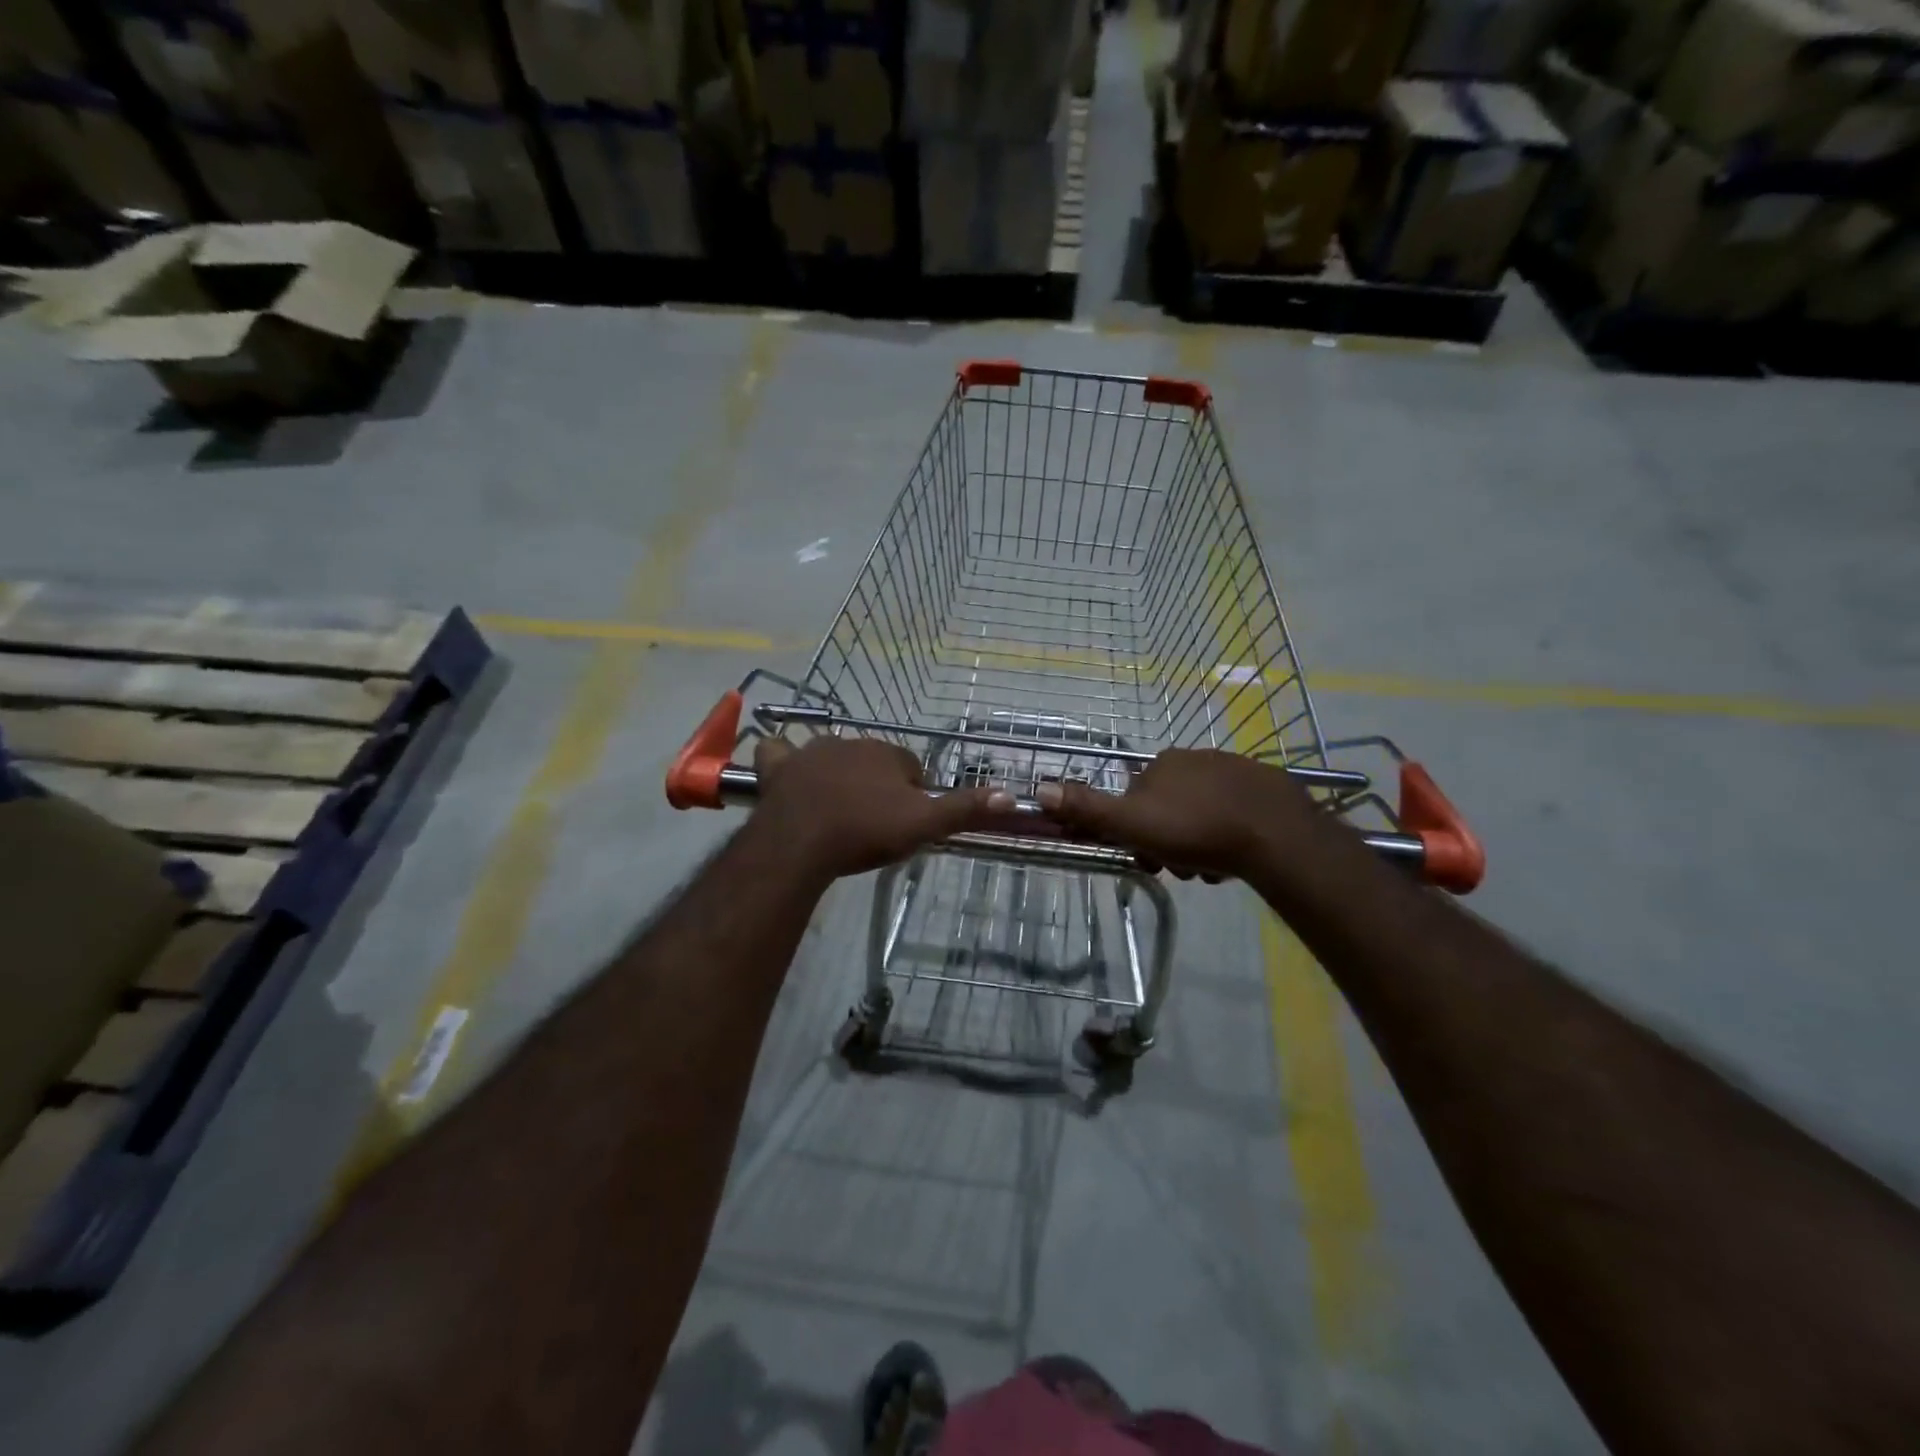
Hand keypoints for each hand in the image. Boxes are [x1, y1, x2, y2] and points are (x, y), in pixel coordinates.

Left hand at [750, 735, 1013, 879]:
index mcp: (889, 753)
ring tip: (836, 810)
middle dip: (876, 784)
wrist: (802, 842)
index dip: (912, 795)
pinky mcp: (779, 767)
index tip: (905, 822)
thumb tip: (1011, 795)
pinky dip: (782, 758)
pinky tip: (785, 770)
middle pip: (873, 761)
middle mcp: (852, 742)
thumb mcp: (923, 825)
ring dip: (837, 774)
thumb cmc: (866, 831)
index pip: (911, 768)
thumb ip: (964, 809)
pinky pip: (778, 752)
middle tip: (873, 822)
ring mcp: (811, 751)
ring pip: (831, 755)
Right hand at [1035, 749, 1325, 879]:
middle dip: (1169, 843)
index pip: (1134, 801)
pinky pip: (1232, 814)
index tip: (1147, 859)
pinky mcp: (1263, 787)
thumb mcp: (1132, 823)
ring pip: (1199, 815)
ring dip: (1198, 846)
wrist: (1275, 834)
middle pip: (1167, 809)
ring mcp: (1232, 770)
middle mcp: (1194, 758)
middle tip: (1183, 869)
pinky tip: (1235, 858)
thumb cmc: (1196, 829)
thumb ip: (1088, 808)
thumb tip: (1039, 789)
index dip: (1135, 834)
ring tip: (1211, 868)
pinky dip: (1227, 837)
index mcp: (1161, 764)